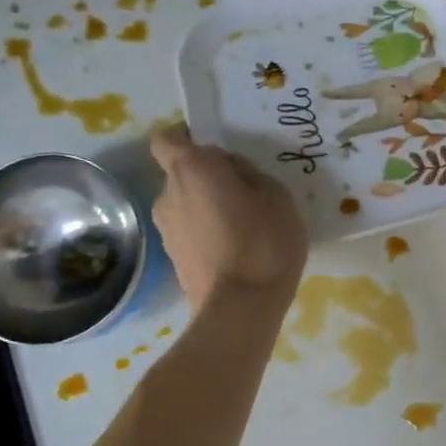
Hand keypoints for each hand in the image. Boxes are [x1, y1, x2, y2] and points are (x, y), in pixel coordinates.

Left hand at [149, 127, 306, 305]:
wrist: (240, 308)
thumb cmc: (265, 243)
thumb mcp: (279, 197)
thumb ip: (253, 176)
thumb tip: (236, 175)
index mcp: (192, 169)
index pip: (168, 138)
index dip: (189, 138)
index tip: (219, 151)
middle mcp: (168, 193)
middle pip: (183, 173)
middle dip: (209, 178)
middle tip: (247, 193)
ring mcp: (166, 228)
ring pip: (188, 204)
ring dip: (210, 208)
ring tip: (246, 227)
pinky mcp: (173, 258)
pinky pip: (192, 232)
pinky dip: (209, 234)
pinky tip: (239, 250)